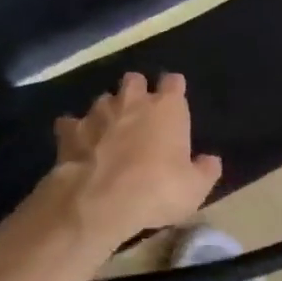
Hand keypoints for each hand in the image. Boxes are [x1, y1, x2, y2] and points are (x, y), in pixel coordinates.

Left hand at [47, 72, 221, 247]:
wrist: (99, 200)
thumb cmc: (156, 189)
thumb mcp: (194, 189)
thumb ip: (205, 171)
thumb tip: (211, 161)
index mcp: (167, 108)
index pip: (174, 82)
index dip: (174, 89)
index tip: (174, 101)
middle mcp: (133, 101)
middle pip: (134, 80)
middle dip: (136, 91)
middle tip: (138, 113)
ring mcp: (98, 112)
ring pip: (103, 99)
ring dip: (107, 111)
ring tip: (108, 131)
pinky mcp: (71, 130)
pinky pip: (70, 123)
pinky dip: (74, 131)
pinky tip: (77, 145)